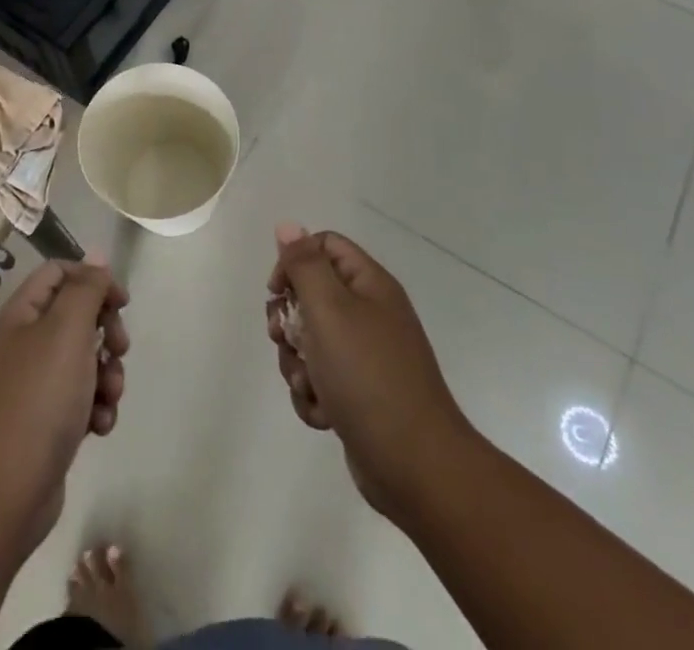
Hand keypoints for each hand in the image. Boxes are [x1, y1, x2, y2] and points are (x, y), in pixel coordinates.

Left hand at [0, 258, 128, 548]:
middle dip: (107, 331)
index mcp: (23, 313)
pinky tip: (99, 427)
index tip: (122, 302)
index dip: (93, 279)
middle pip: (77, 316)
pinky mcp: (45, 424)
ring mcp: (34, 385)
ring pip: (84, 361)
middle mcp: (25, 343)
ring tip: (110, 397)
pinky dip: (96, 408)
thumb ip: (86, 289)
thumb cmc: (38, 399)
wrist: (3, 493)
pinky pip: (80, 401)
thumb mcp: (67, 330)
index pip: (60, 272)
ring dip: (107, 374)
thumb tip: (96, 258)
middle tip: (121, 349)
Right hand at [266, 224, 471, 521]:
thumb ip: (304, 265)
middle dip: (288, 322)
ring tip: (311, 386)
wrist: (415, 467)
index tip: (278, 292)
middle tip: (287, 340)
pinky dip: (314, 397)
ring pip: (309, 343)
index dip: (294, 262)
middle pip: (310, 296)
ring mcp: (365, 358)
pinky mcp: (359, 396)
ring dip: (298, 364)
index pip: (323, 246)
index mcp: (369, 285)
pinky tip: (324, 415)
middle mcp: (369, 315)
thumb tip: (288, 225)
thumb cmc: (368, 376)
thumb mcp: (330, 310)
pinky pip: (320, 381)